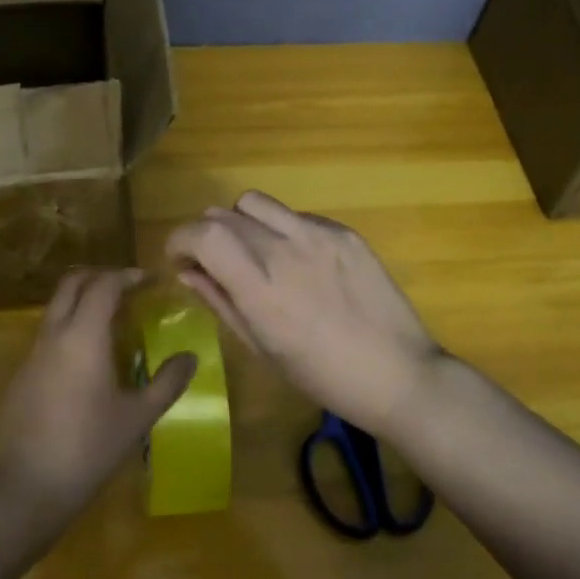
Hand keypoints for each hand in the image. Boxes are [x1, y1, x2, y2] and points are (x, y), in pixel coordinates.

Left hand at [0, 268, 196, 528]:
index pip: (104, 284)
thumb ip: (167, 382)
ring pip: (57, 307)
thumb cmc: (90, 448)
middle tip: (129, 289)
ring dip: (83, 301)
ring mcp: (33, 353)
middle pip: (73, 283)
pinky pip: (48, 333)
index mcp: (84, 335)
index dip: (128, 276)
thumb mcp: (138, 417)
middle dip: (101, 276)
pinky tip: (88, 359)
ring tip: (113, 321)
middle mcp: (54, 333)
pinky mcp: (22, 374)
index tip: (150, 280)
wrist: (30, 488)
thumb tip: (191, 356)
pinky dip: (70, 327)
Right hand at [166, 191, 444, 432]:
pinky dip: (280, 229)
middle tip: (214, 261)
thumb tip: (187, 272)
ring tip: (253, 252)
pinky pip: (294, 215)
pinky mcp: (343, 231)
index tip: (180, 259)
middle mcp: (284, 249)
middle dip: (206, 234)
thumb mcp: (261, 348)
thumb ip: (220, 301)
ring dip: (240, 222)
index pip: (202, 233)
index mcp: (259, 287)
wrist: (399, 374)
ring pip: (255, 202)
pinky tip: (298, 261)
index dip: (180, 240)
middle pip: (223, 214)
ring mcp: (317, 235)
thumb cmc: (322, 376)